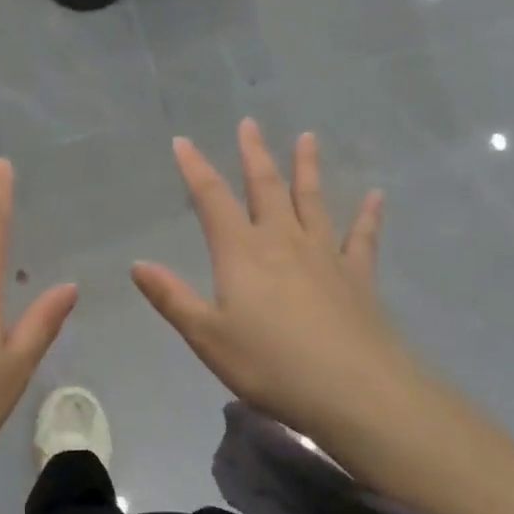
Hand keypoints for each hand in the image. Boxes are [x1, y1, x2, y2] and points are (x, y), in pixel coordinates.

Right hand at [132, 120, 411, 440]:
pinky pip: (362, 236)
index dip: (195, 169)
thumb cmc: (269, 364)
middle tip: (249, 124)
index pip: (212, 199)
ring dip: (307, 167)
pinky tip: (376, 196)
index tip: (183, 142)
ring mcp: (325, 254)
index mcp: (242, 252)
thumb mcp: (207, 336)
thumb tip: (138, 264)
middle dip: (253, 154)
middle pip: (265, 187)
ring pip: (313, 200)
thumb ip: (172, 298)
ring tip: (308, 138)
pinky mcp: (358, 275)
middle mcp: (282, 240)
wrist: (353, 389)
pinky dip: (368, 215)